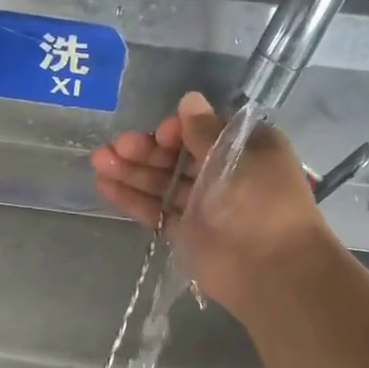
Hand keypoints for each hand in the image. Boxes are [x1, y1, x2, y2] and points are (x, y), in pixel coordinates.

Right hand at [90, 90, 330, 312]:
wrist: (270, 268)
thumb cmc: (258, 201)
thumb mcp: (234, 156)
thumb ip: (204, 130)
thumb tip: (189, 99)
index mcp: (245, 149)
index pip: (202, 130)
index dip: (177, 130)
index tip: (161, 134)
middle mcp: (223, 173)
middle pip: (177, 155)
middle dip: (145, 149)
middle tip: (116, 147)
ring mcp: (203, 205)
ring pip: (162, 183)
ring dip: (131, 171)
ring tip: (98, 162)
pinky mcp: (186, 233)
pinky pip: (156, 210)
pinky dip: (132, 199)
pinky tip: (105, 186)